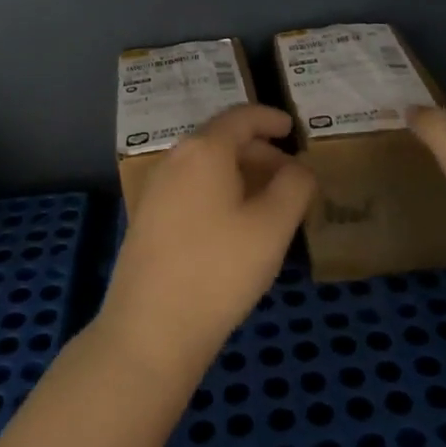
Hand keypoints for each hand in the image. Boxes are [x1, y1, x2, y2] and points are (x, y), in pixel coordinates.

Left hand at [100, 105, 316, 384]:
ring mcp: (156, 189)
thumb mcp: (273, 226)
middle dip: (260, 151)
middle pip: (222, 140)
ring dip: (240, 174)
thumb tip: (298, 167)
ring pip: (206, 166)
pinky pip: (191, 188)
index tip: (293, 128)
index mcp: (204, 150)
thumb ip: (295, 186)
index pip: (241, 117)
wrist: (150, 329)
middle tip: (290, 175)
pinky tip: (235, 226)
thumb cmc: (219, 269)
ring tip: (269, 203)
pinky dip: (219, 192)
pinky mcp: (147, 219)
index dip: (270, 118)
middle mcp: (175, 159)